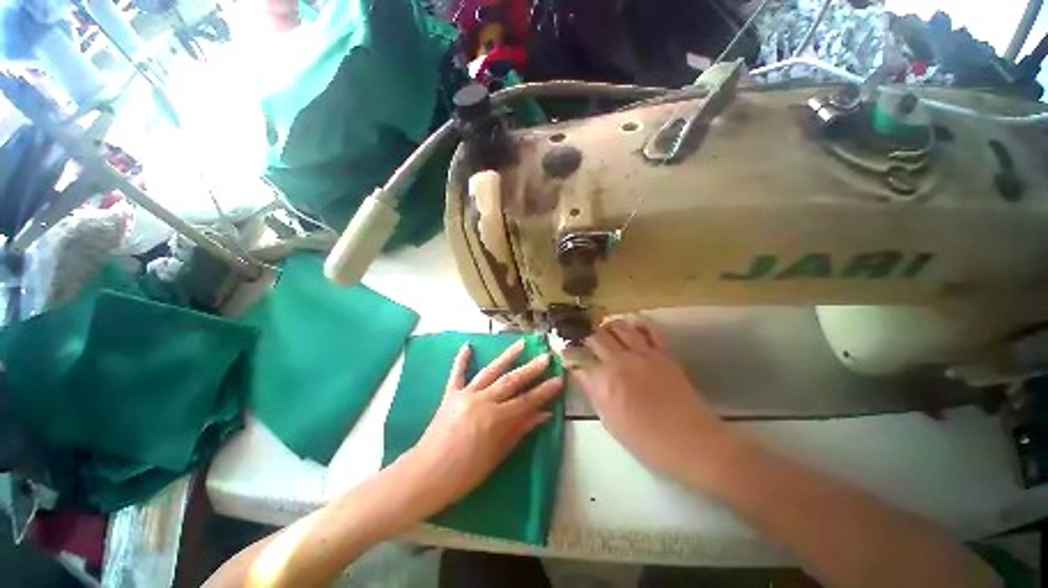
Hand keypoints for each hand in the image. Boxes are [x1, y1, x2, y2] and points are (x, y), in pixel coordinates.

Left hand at [398, 340, 562, 516]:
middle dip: (531, 369)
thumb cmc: (465, 473)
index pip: (526, 401)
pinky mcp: (450, 394)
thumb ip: (520, 430)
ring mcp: (465, 395)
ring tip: (521, 343)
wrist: (426, 475)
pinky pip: (457, 374)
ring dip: (507, 356)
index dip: (544, 391)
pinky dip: (461, 360)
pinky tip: (467, 346)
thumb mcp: (497, 455)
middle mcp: (482, 400)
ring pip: (490, 371)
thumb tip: (544, 414)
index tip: (559, 379)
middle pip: (512, 381)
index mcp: (495, 419)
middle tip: (546, 357)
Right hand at [574, 320, 729, 478]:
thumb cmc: (647, 442)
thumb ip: (594, 393)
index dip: (567, 354)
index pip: (577, 360)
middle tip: (584, 343)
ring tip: (604, 332)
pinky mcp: (663, 353)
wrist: (692, 443)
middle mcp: (619, 362)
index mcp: (603, 383)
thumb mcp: (610, 422)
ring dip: (607, 327)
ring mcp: (643, 354)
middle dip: (584, 338)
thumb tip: (584, 375)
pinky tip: (631, 327)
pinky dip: (637, 324)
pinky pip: (649, 329)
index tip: (564, 352)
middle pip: (594, 337)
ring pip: (618, 327)